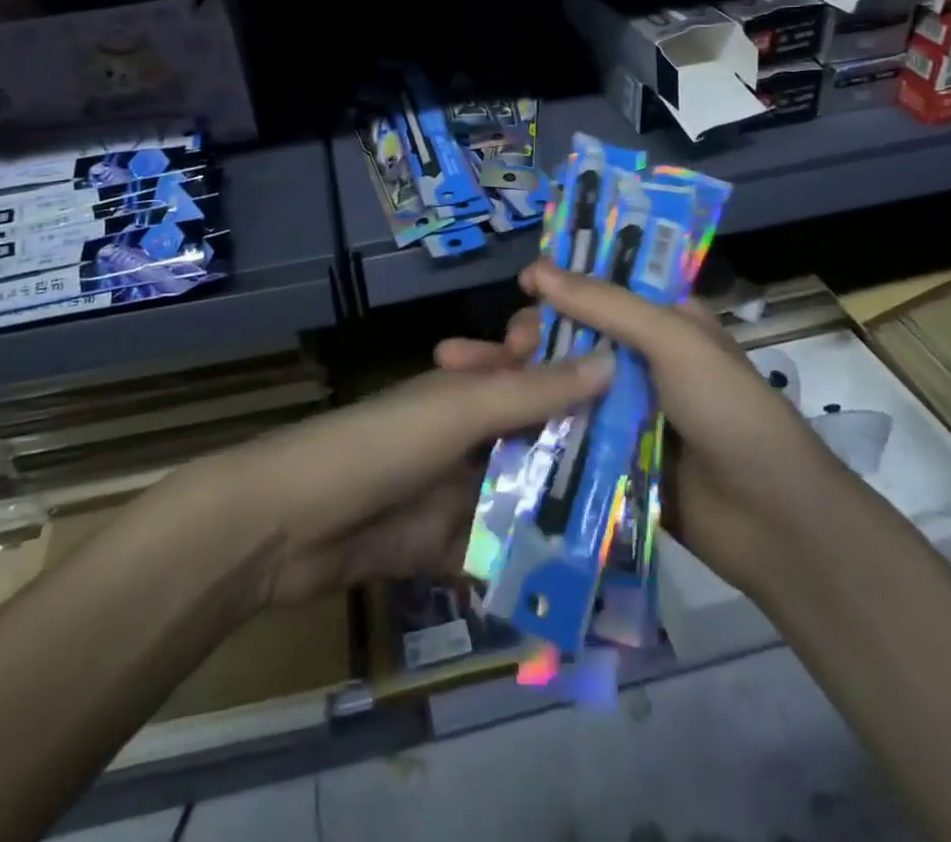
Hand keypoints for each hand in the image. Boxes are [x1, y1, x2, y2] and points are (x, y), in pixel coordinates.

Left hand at [202, 342, 614, 608]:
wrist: (292, 523)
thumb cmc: (383, 445)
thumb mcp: (461, 409)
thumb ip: (533, 391)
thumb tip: (613, 359)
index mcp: (470, 387)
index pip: (536, 369)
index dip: (581, 374)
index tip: (643, 388)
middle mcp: (468, 433)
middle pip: (537, 439)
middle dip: (586, 456)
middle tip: (658, 477)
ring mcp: (455, 492)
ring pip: (523, 499)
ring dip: (566, 517)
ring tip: (636, 541)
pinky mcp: (443, 547)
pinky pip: (498, 555)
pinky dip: (529, 569)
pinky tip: (583, 592)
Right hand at [439, 263, 844, 603]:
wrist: (774, 524)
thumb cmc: (730, 412)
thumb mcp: (674, 341)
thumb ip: (606, 305)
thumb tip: (537, 270)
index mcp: (664, 321)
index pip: (604, 286)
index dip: (564, 281)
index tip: (524, 286)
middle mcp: (642, 359)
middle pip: (575, 334)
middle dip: (536, 334)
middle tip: (508, 346)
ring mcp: (626, 409)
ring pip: (564, 381)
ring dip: (525, 377)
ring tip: (483, 377)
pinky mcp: (612, 455)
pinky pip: (568, 429)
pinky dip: (535, 422)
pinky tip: (495, 420)